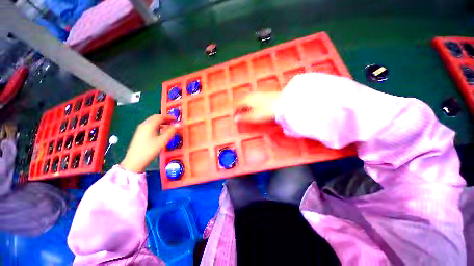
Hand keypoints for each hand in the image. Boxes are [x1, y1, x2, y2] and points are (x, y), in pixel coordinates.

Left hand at [120, 115, 176, 172]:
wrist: (134, 162)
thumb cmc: (149, 150)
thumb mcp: (162, 141)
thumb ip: (170, 132)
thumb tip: (177, 125)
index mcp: (149, 125)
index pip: (160, 117)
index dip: (169, 117)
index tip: (176, 119)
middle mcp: (144, 125)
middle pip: (155, 118)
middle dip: (165, 119)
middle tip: (173, 122)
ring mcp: (140, 130)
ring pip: (152, 122)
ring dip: (161, 122)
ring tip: (168, 126)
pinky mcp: (139, 134)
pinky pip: (149, 126)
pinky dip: (157, 126)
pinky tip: (160, 131)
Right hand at [233, 92, 280, 122]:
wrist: (283, 104)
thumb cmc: (266, 111)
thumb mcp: (254, 117)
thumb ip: (244, 118)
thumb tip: (235, 119)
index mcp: (247, 99)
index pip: (237, 105)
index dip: (235, 111)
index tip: (235, 117)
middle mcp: (252, 95)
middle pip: (242, 101)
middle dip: (240, 109)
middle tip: (241, 116)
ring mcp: (259, 94)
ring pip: (249, 100)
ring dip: (246, 107)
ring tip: (248, 113)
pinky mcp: (265, 95)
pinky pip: (254, 99)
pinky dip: (252, 105)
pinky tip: (256, 108)